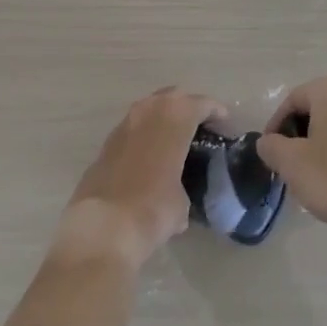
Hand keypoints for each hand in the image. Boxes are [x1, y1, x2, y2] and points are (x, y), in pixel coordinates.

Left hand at [53, 88, 225, 270]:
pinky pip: (132, 131)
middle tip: (199, 126)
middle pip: (173, 98)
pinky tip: (149, 159)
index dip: (215, 111)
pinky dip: (144, 137)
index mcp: (175, 118)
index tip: (224, 122)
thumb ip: (183, 185)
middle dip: (187, 107)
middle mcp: (148, 112)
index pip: (201, 104)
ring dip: (162, 120)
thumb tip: (178, 194)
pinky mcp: (105, 145)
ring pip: (148, 110)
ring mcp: (123, 126)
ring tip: (173, 141)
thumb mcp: (182, 202)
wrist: (102, 228)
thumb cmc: (153, 208)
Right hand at [255, 78, 326, 243]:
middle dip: (298, 134)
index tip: (270, 152)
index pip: (292, 100)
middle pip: (315, 109)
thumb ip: (271, 146)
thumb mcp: (291, 163)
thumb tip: (267, 142)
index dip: (276, 126)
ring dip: (318, 143)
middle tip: (287, 163)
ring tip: (310, 173)